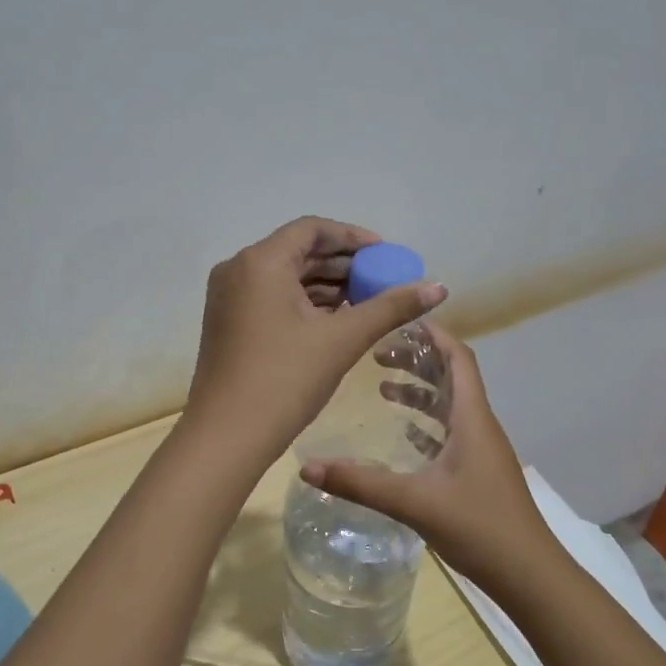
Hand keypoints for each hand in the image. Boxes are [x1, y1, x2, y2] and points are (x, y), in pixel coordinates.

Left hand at [184, 217, 445, 462]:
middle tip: (381, 281)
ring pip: (284, 277)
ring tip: (365, 303)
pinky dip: (303, 303)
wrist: (227, 436)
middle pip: (298, 252)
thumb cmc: (285, 380)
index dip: (353, 237)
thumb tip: (438, 286)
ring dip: (325, 286)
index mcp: (260, 262)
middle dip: (342, 265)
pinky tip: (334, 321)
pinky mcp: (227, 322)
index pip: (312, 230)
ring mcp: (227, 297)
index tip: (385, 255)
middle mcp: (238, 269)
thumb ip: (391, 307)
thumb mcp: (342, 340)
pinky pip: (270, 298)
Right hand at [299, 325, 554, 590]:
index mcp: (472, 419)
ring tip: (382, 386)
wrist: (529, 575)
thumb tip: (306, 467)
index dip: (434, 335)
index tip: (401, 320)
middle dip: (417, 361)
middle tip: (377, 354)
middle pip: (452, 378)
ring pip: (450, 406)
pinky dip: (426, 423)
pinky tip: (403, 433)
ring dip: (420, 392)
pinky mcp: (479, 473)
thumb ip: (359, 483)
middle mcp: (480, 426)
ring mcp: (482, 451)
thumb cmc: (478, 527)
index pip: (458, 359)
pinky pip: (451, 433)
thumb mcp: (413, 502)